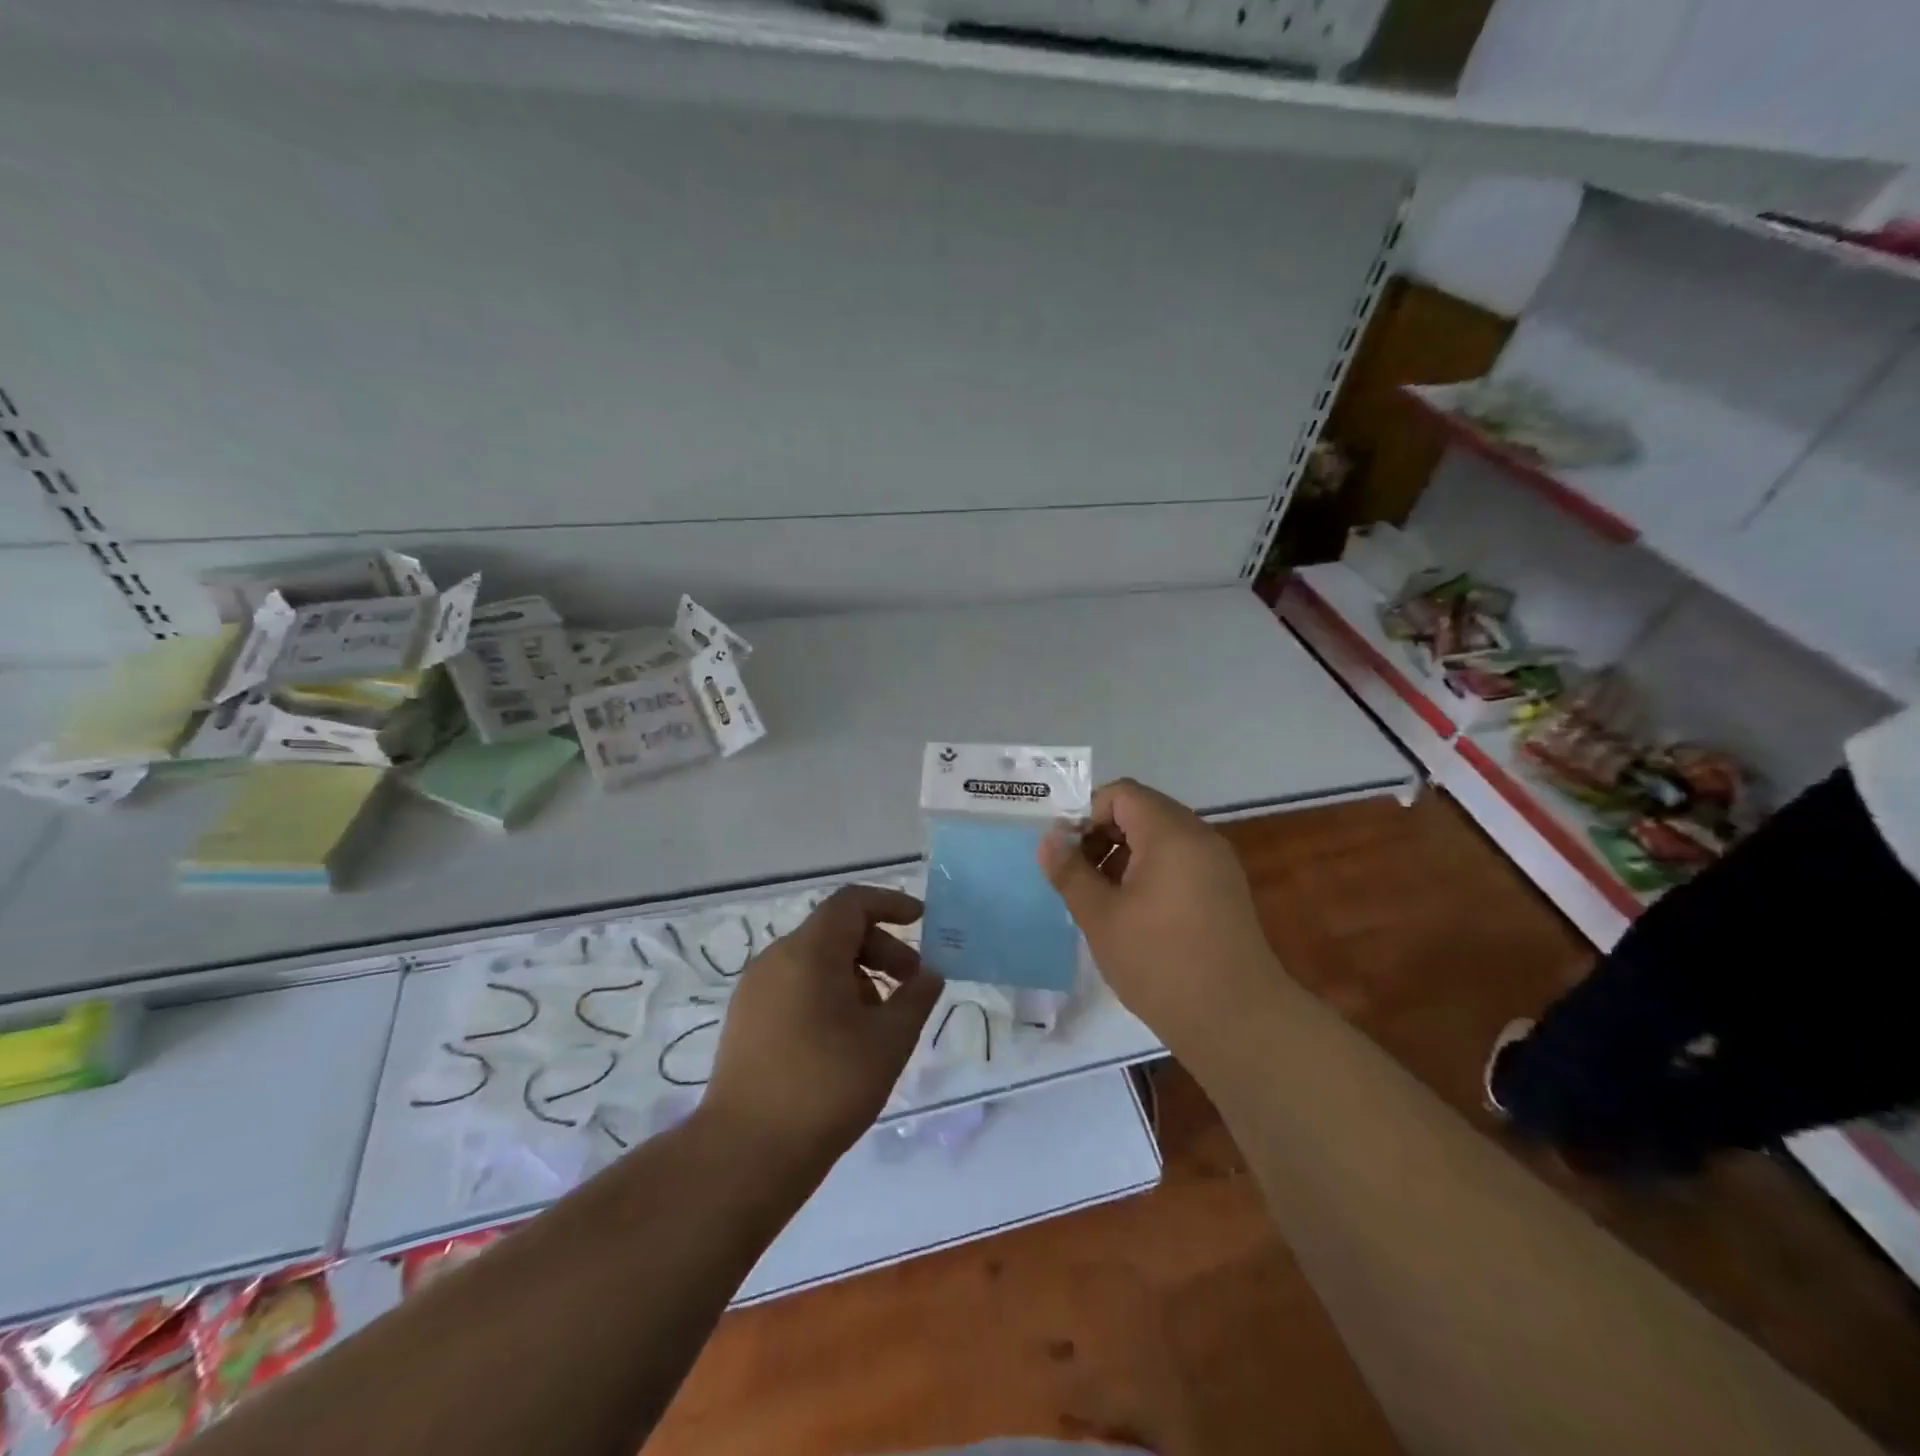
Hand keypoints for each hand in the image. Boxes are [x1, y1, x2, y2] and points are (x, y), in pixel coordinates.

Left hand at [701, 885, 942, 1170]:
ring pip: (816, 961)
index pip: (851, 902)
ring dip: (857, 974)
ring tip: (881, 1020)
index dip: (890, 903)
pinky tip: (845, 1038)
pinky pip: (796, 986)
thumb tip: (929, 974)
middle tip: (911, 983)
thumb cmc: (827, 1086)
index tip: (921, 921)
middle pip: (836, 931)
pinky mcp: (745, 1020)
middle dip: (880, 948)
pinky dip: (829, 993)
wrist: (745, 1153)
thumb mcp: (888, 1041)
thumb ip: (916, 998)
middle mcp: (776, 958)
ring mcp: (755, 990)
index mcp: (809, 952)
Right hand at [1039, 777, 1280, 1052]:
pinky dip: (1150, 873)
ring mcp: (1217, 865)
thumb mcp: (1100, 916)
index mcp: (1171, 833)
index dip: (1086, 813)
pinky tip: (1132, 914)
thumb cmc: (1160, 961)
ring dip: (1124, 856)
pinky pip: (1179, 862)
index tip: (1066, 852)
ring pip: (1160, 839)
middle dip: (1102, 835)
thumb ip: (1069, 871)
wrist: (1237, 1021)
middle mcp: (1200, 837)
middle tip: (1077, 876)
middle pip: (1142, 812)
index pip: (1121, 794)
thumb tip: (1049, 839)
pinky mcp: (1224, 892)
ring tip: (1101, 899)